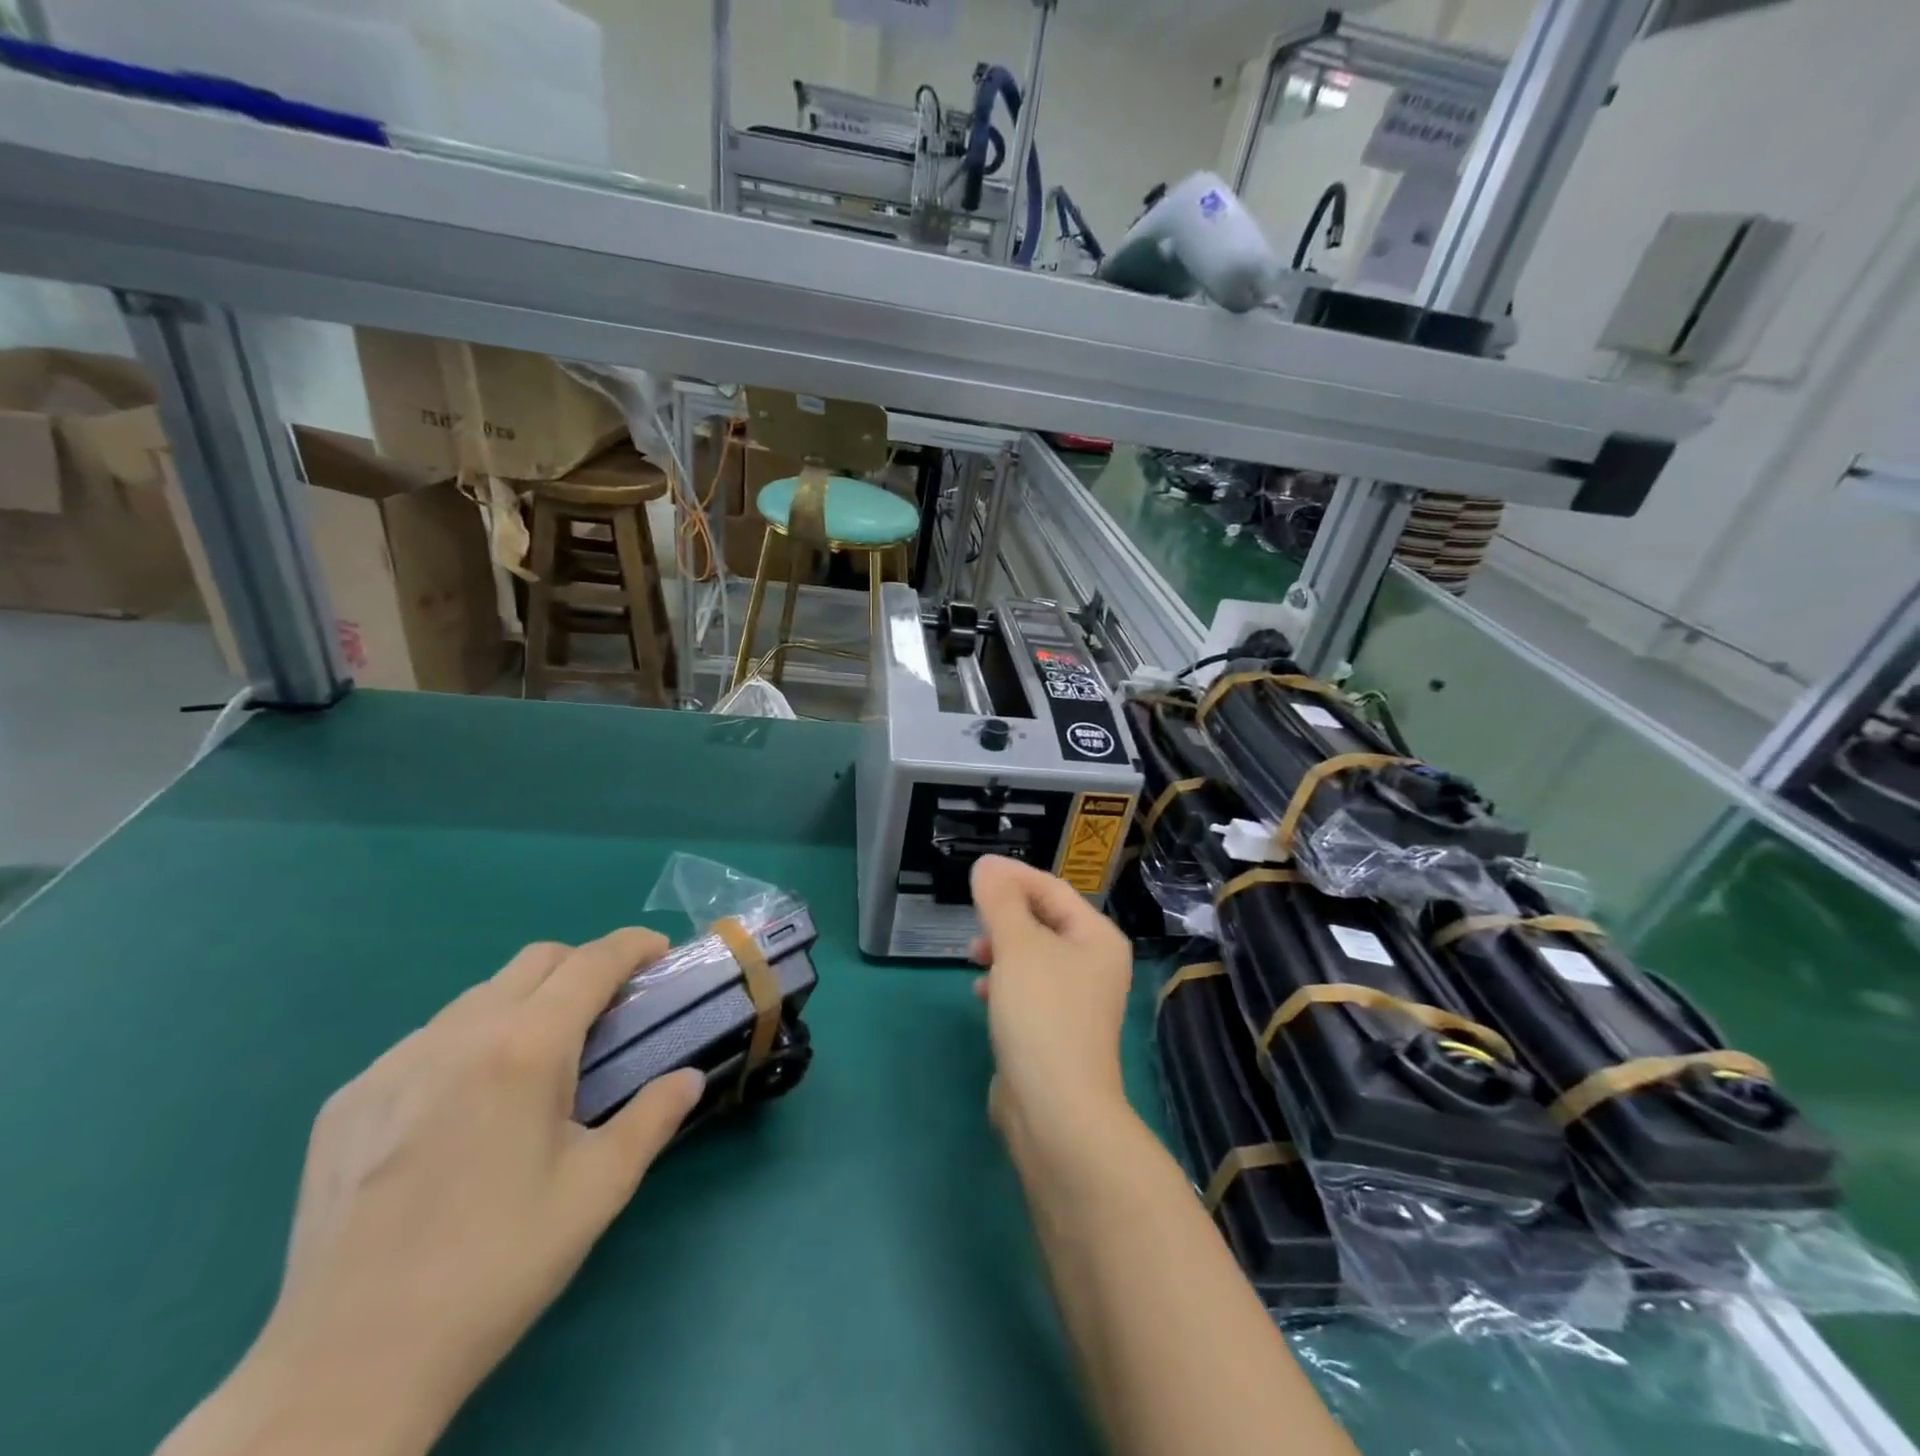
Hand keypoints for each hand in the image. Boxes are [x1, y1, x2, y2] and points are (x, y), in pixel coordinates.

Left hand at [161, 929, 704, 1455]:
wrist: (349, 1365)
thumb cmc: (498, 1265)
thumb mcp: (599, 1188)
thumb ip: (654, 1117)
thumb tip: (689, 1077)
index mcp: (525, 1047)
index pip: (592, 962)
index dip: (634, 945)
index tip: (660, 955)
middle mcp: (457, 1035)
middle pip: (536, 960)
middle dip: (584, 966)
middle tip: (608, 1012)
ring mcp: (392, 1064)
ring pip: (478, 995)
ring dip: (526, 1001)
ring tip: (537, 1062)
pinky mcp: (347, 1101)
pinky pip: (425, 1040)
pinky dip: (468, 1042)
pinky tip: (466, 1106)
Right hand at [969, 855, 1134, 1151]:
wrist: (1056, 1109)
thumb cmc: (1042, 1013)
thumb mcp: (1018, 946)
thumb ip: (1000, 901)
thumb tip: (987, 865)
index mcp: (1097, 938)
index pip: (1053, 889)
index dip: (1013, 877)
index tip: (976, 872)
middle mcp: (1095, 965)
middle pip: (1044, 921)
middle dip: (1006, 916)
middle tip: (974, 919)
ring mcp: (1078, 1001)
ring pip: (1033, 957)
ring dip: (1002, 949)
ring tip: (974, 956)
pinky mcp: (1057, 1030)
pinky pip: (1028, 990)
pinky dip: (1005, 983)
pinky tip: (982, 994)